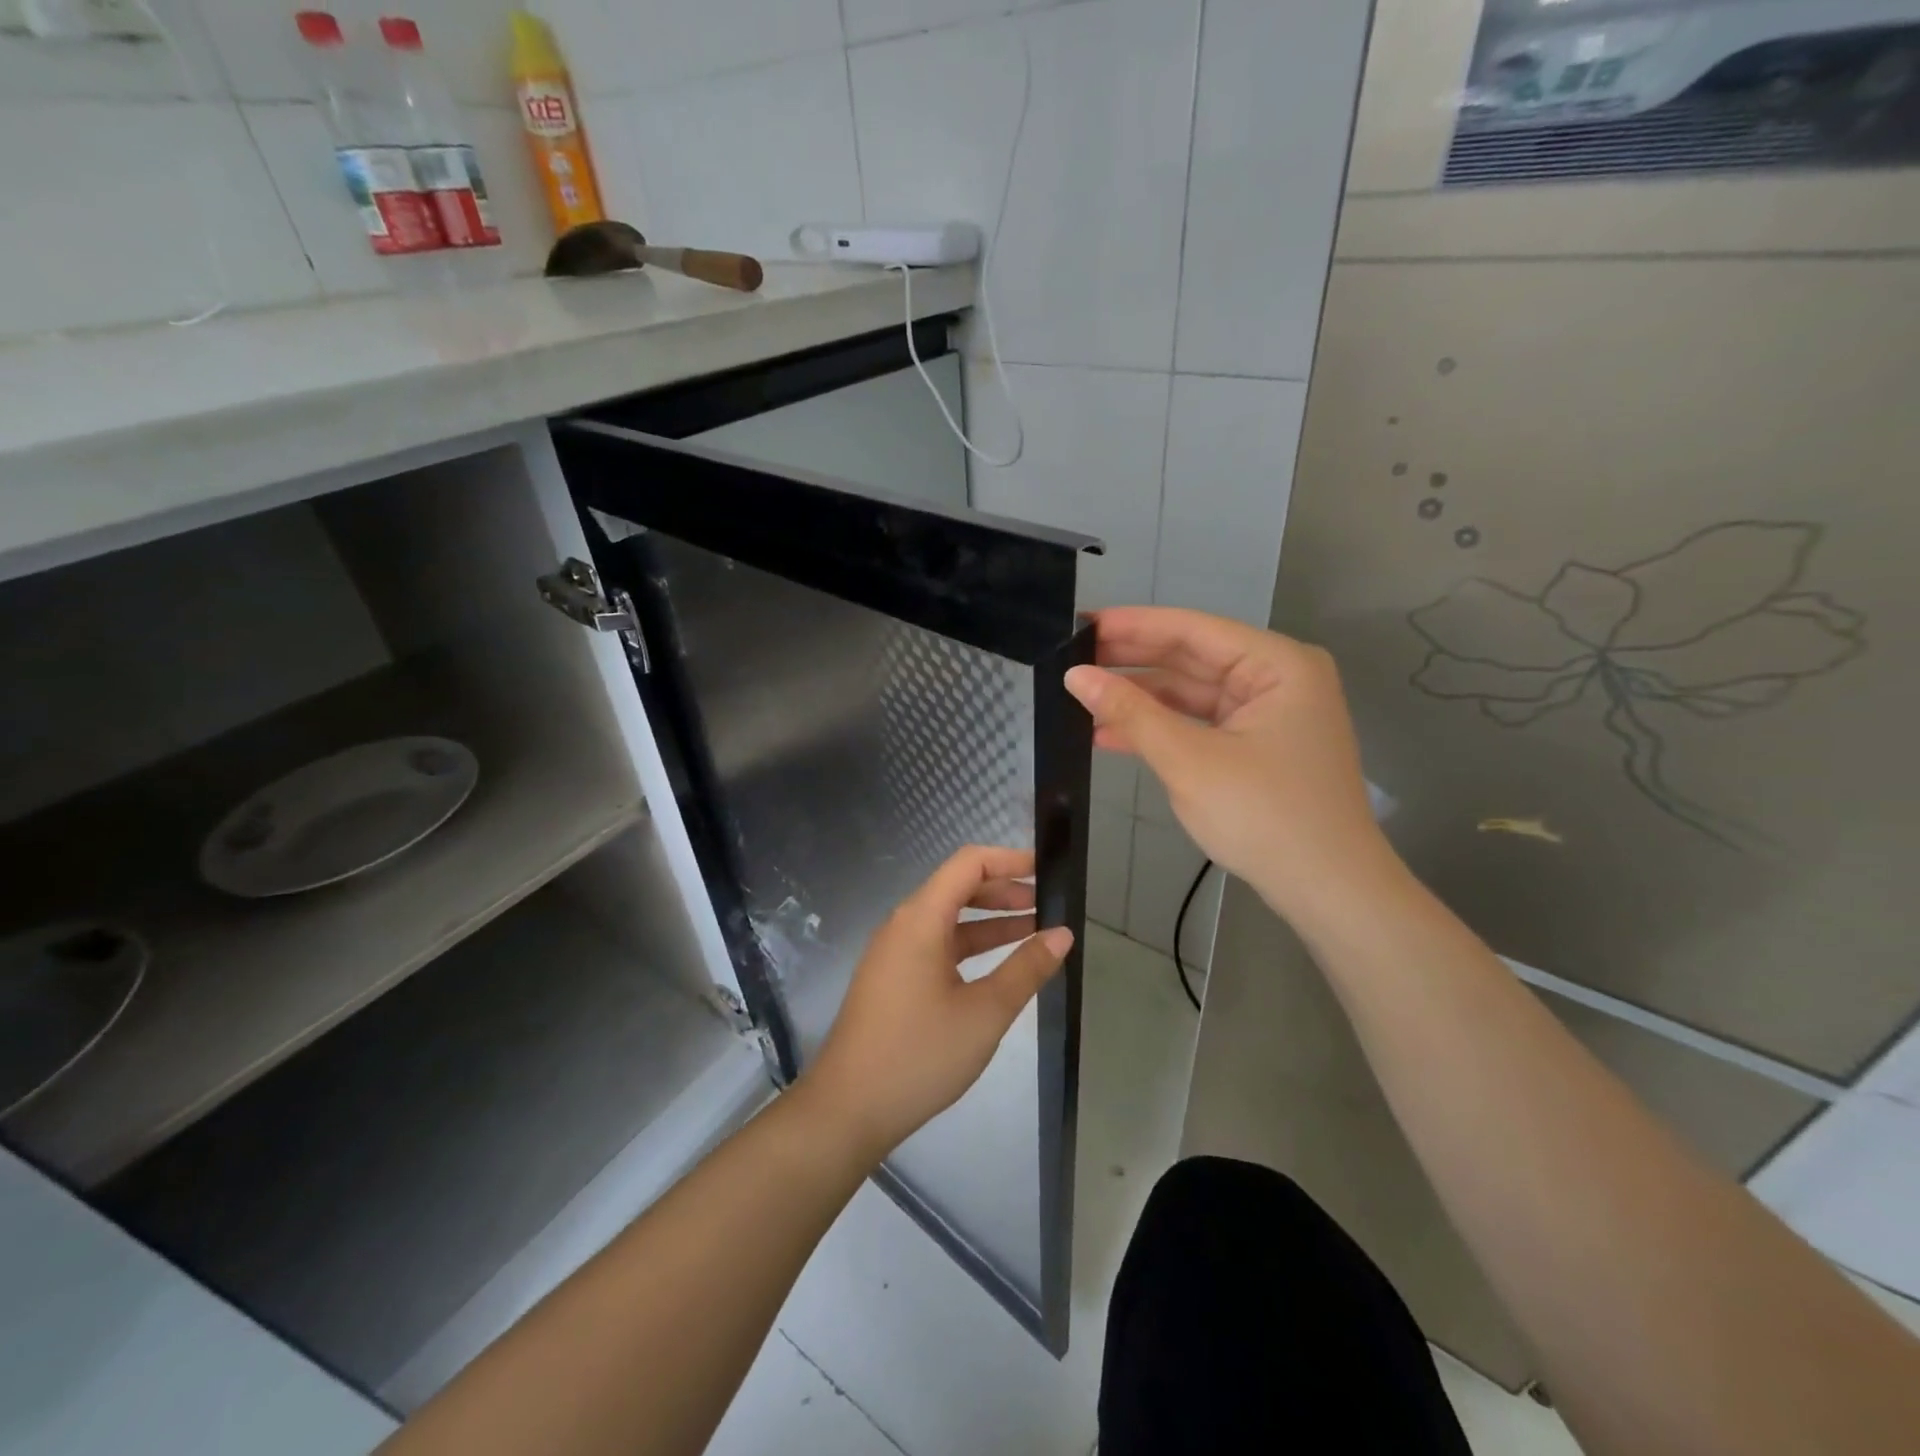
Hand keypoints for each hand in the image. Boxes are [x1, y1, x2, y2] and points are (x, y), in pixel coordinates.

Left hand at [796, 846, 1073, 1162]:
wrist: (847, 1110)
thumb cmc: (919, 1054)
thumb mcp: (984, 1012)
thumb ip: (1026, 968)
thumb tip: (1063, 934)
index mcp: (920, 919)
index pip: (968, 864)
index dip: (1009, 860)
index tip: (1046, 870)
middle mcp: (903, 925)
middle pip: (958, 888)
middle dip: (1004, 891)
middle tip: (1049, 905)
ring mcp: (894, 952)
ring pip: (948, 919)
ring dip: (990, 921)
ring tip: (1035, 931)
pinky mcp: (892, 978)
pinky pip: (936, 945)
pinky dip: (970, 946)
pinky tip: (998, 966)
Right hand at [1064, 607, 1394, 921]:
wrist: (1328, 892)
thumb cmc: (1265, 816)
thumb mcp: (1189, 761)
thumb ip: (1131, 713)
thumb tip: (1076, 675)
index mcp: (1277, 664)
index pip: (1191, 629)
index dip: (1131, 626)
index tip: (1078, 625)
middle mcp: (1276, 679)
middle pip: (1191, 658)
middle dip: (1130, 661)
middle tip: (1071, 658)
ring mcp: (1267, 714)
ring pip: (1190, 693)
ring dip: (1139, 699)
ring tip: (1080, 697)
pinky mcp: (1256, 746)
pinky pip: (1199, 724)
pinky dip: (1159, 729)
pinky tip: (1109, 733)